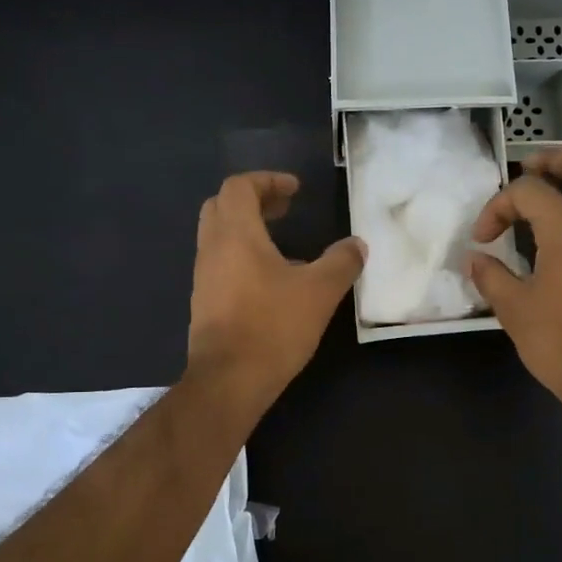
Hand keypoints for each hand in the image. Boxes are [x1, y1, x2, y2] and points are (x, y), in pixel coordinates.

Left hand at [186, 171, 365, 412]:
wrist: (228, 381)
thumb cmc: (273, 327)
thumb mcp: (319, 292)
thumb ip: (341, 262)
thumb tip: (357, 244)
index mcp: (236, 234)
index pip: (240, 186)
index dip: (268, 180)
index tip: (295, 190)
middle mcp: (212, 248)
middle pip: (222, 206)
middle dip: (254, 200)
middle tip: (285, 208)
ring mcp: (204, 277)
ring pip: (219, 236)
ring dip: (248, 229)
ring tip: (283, 243)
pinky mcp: (205, 302)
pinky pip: (221, 263)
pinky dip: (243, 255)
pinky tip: (271, 281)